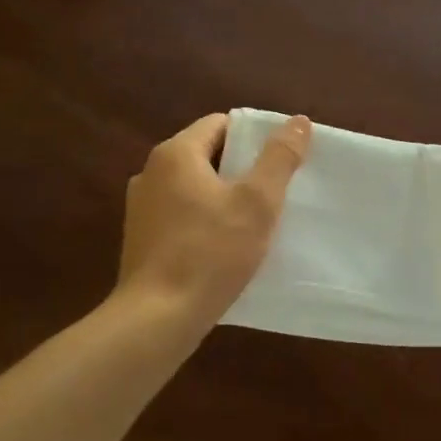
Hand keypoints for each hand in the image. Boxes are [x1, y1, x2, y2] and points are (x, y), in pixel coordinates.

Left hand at [116, 113, 310, 339]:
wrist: (157, 319)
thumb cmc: (210, 252)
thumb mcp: (257, 202)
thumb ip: (279, 158)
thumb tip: (299, 121)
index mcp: (175, 154)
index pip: (222, 124)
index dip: (255, 137)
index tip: (281, 160)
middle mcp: (151, 173)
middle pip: (208, 155)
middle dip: (243, 169)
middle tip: (276, 191)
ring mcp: (141, 207)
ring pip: (195, 187)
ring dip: (225, 197)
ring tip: (256, 220)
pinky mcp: (142, 239)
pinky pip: (183, 215)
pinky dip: (206, 220)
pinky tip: (227, 246)